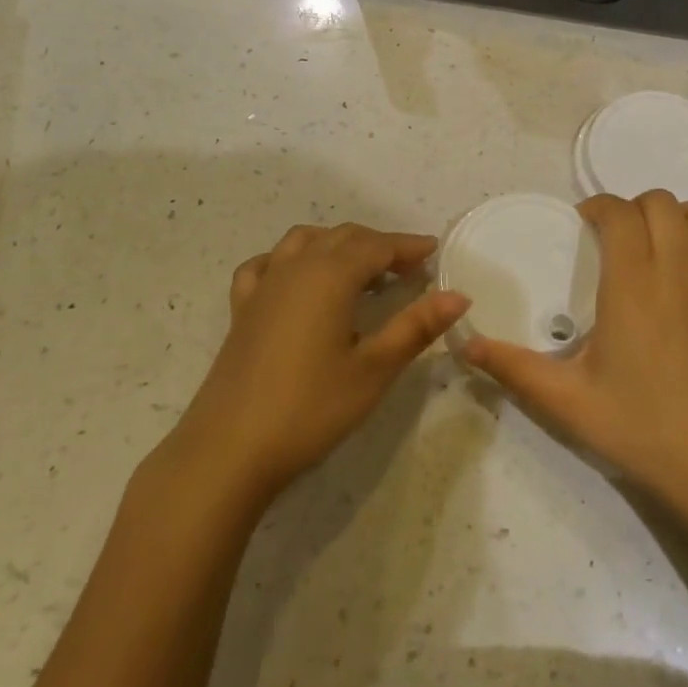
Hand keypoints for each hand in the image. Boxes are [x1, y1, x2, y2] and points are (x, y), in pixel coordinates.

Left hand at [160, 224, 469, 501]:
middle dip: (379, 244)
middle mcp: (296, 268)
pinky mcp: (242, 309)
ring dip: (338, 244)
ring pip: (305, 241)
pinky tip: (297, 279)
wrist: (229, 450)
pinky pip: (267, 264)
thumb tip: (459, 296)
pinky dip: (290, 259)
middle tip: (408, 267)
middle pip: (343, 236)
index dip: (408, 246)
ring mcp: (264, 286)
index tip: (433, 252)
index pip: (377, 246)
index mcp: (330, 276)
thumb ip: (416, 327)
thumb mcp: (374, 370)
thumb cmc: (310, 408)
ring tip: (360, 270)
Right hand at [460, 192, 687, 517]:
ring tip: (660, 244)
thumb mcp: (565, 399)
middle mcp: (678, 268)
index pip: (619, 212)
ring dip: (681, 217)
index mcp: (633, 282)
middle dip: (634, 208)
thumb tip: (465, 347)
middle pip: (661, 202)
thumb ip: (512, 367)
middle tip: (615, 240)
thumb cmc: (639, 426)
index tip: (582, 227)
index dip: (598, 207)